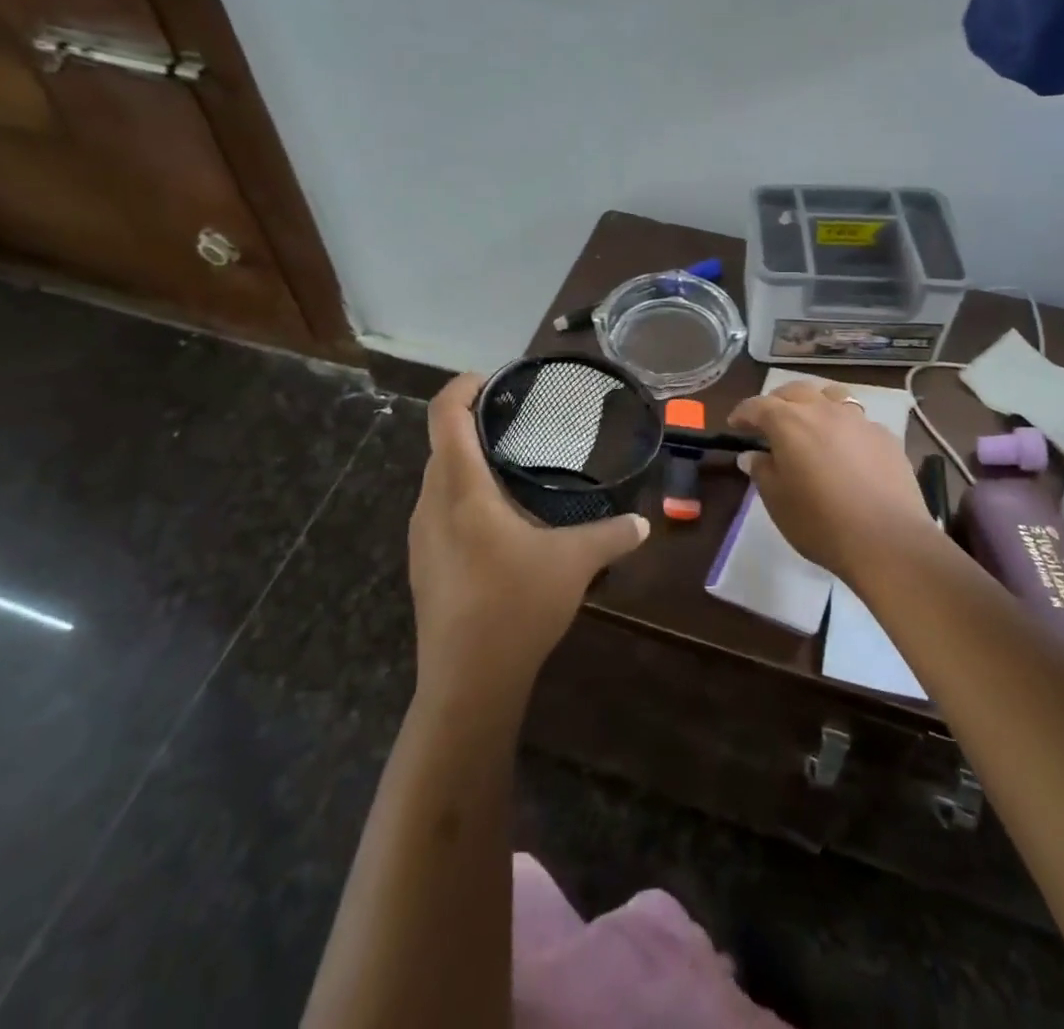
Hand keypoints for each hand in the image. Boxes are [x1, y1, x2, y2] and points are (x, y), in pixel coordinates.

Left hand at [408, 374, 649, 702]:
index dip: (464, 385)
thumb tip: (643, 524)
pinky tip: (498, 518)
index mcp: (460, 488)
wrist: (466, 683)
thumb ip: (612, 536)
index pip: (446, 414)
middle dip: (472, 421)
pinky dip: (462, 492)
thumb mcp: (574, 563)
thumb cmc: (515, 606)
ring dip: (466, 459)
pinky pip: (438, 507)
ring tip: (510, 464)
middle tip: (517, 420)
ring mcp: (420, 535)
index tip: (495, 379)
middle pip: (440, 442)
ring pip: (437, 477)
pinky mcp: (422, 562)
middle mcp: (431, 503)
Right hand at [728, 380, 937, 578]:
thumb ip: (762, 472)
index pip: (758, 406)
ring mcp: (859, 420)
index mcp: (790, 423)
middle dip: (777, 402)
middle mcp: (824, 411)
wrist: (888, 541)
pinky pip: (858, 421)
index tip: (735, 425)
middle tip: (769, 421)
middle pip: (795, 391)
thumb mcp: (778, 502)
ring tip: (810, 422)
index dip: (743, 413)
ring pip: (831, 396)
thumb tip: (753, 455)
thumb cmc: (821, 523)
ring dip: (814, 403)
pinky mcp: (886, 437)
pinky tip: (846, 449)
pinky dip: (844, 427)